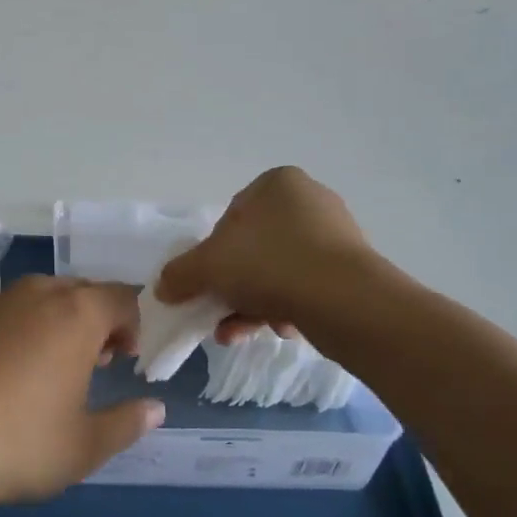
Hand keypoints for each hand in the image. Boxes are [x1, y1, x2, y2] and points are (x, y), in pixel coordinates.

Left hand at [0, 277, 164, 509]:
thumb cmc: (13, 445)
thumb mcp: (82, 448)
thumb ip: (126, 424)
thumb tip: (154, 409)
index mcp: (75, 314)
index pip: (122, 298)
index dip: (132, 325)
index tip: (123, 360)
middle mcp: (32, 294)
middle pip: (77, 293)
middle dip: (93, 323)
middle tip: (90, 366)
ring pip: (33, 302)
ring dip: (50, 326)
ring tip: (40, 374)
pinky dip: (8, 335)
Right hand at [157, 167, 378, 336]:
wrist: (344, 299)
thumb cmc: (268, 263)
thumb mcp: (208, 266)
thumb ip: (180, 274)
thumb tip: (163, 288)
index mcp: (277, 183)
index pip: (231, 217)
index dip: (214, 253)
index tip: (210, 281)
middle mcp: (310, 200)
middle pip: (254, 248)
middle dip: (234, 286)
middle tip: (221, 314)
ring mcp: (336, 235)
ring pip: (279, 272)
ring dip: (254, 304)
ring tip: (240, 333)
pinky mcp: (353, 269)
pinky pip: (306, 287)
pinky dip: (286, 308)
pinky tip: (279, 330)